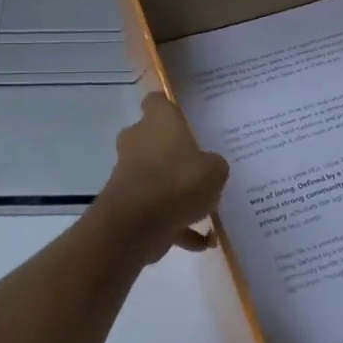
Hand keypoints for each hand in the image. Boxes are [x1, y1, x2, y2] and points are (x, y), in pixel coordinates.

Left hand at [93, 93, 229, 263]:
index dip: (172, 108)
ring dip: (177, 191)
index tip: (190, 119)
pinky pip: (157, 210)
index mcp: (158, 121)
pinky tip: (202, 241)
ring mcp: (129, 173)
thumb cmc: (178, 182)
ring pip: (157, 177)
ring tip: (207, 208)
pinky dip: (176, 224)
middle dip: (176, 153)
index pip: (158, 101)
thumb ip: (214, 165)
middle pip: (156, 139)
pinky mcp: (128, 203)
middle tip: (203, 164)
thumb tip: (209, 167)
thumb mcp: (215, 170)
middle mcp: (138, 141)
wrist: (136, 225)